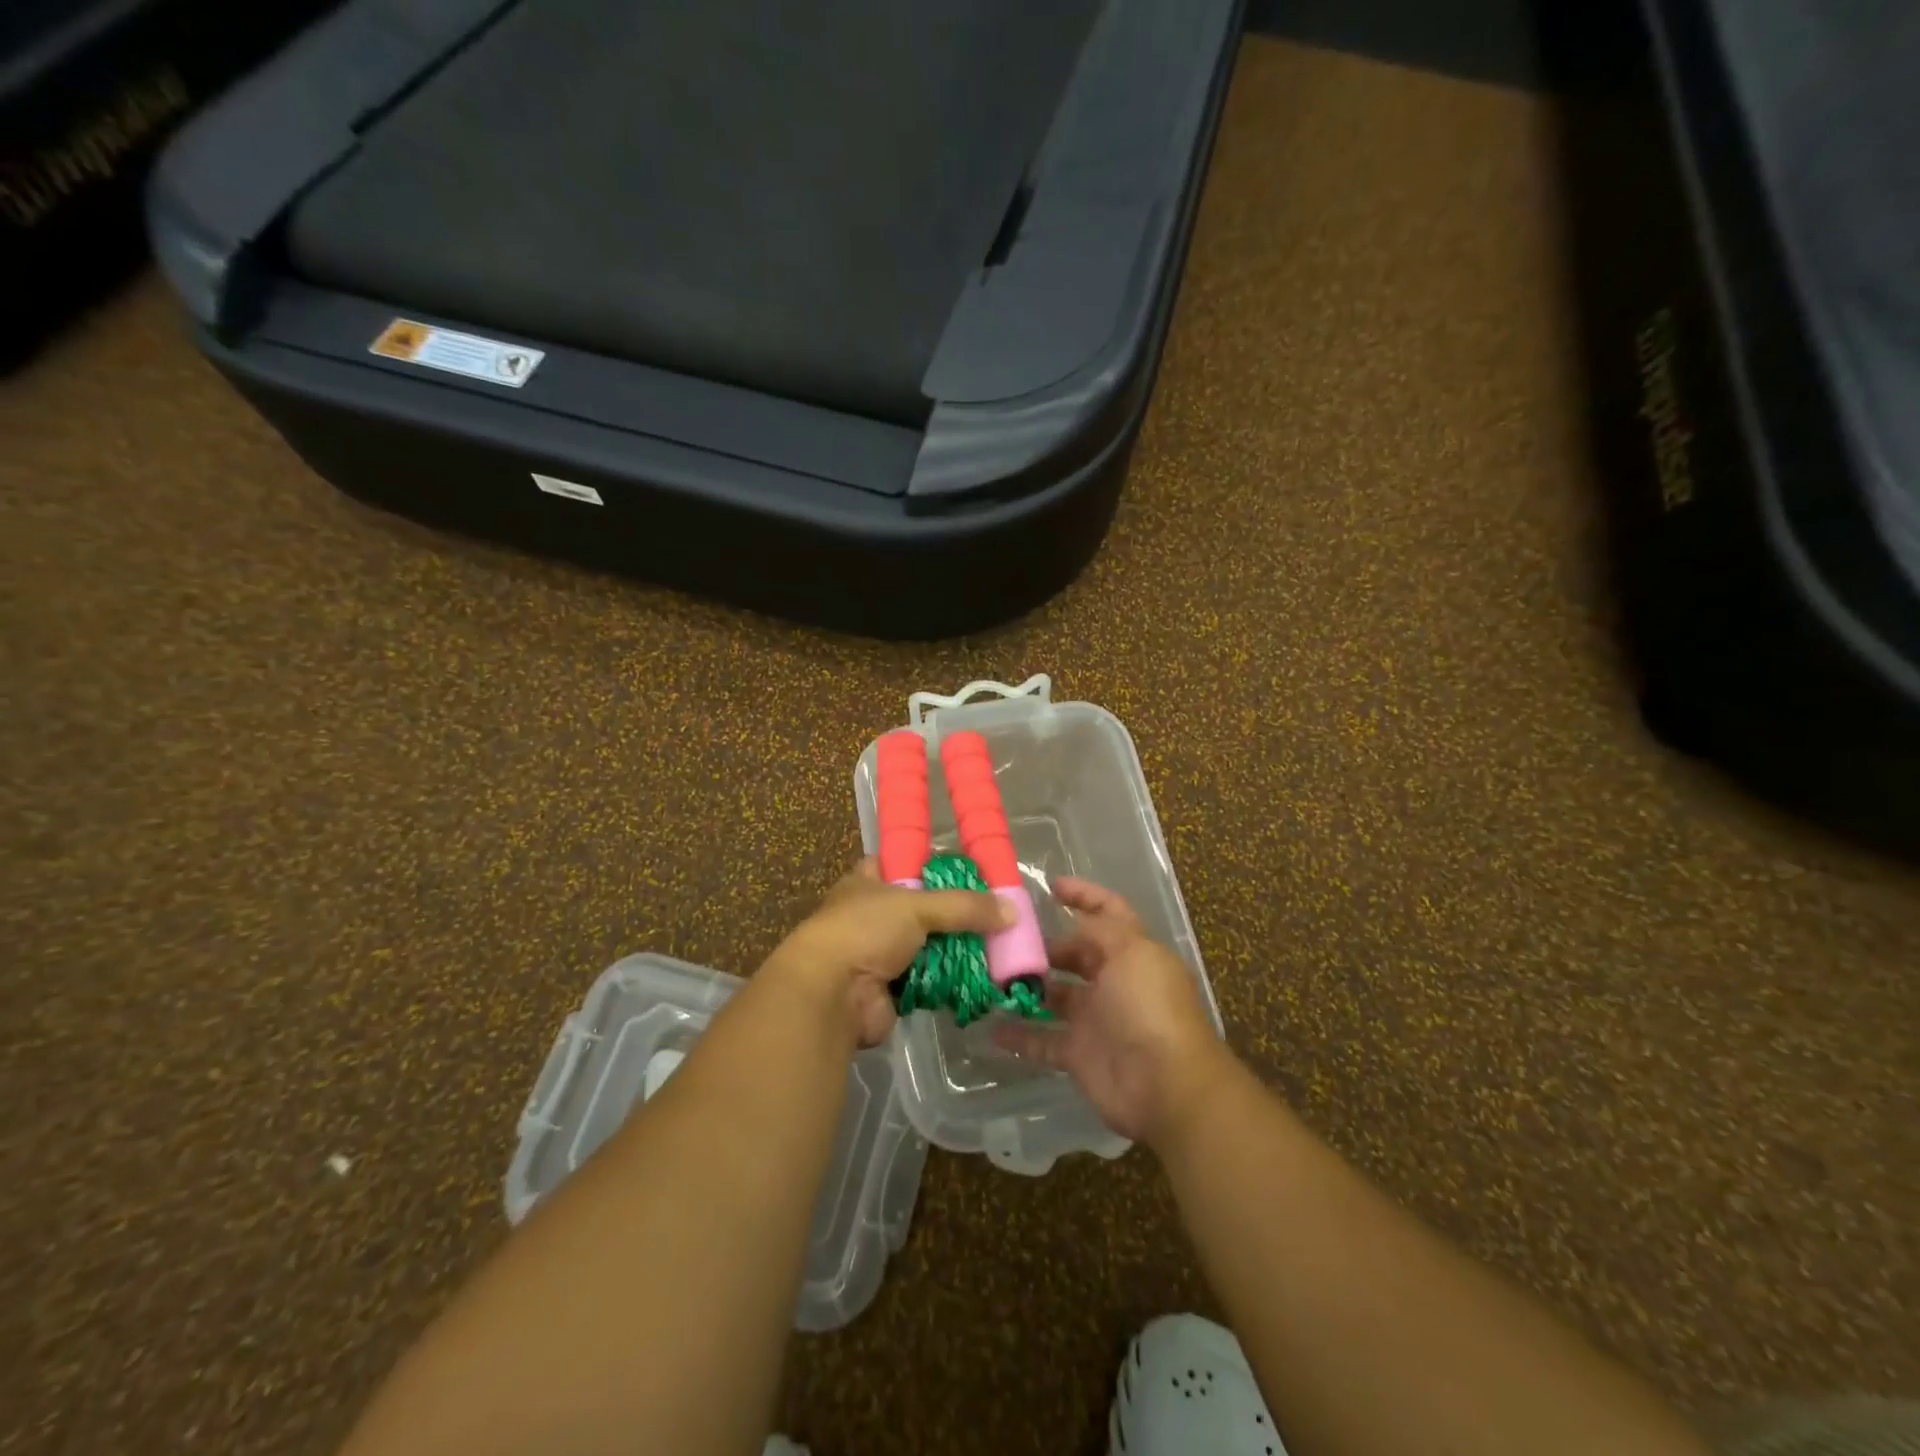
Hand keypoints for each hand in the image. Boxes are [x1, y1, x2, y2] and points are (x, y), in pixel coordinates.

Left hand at [763, 859, 1012, 1048]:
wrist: (830, 996)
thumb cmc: (864, 931)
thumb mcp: (916, 905)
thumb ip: (964, 906)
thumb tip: (1012, 911)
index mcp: (868, 882)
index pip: (904, 864)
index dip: (935, 865)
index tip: (973, 871)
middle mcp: (873, 914)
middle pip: (924, 908)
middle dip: (956, 914)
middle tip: (997, 914)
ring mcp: (881, 953)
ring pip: (929, 945)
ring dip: (957, 950)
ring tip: (999, 946)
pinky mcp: (892, 989)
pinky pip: (930, 979)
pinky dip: (951, 980)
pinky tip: (982, 977)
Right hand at [993, 877, 1227, 1146]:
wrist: (1165, 1085)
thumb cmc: (1149, 1007)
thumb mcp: (1131, 952)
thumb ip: (1101, 930)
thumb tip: (1077, 922)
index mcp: (1132, 952)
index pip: (1109, 912)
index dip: (1084, 895)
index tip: (1050, 886)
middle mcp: (1114, 982)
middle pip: (1075, 955)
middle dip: (1044, 946)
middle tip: (1005, 939)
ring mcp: (1095, 1019)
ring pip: (1054, 996)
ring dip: (1026, 988)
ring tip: (989, 976)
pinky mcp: (1079, 1054)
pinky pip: (1042, 1040)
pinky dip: (1019, 1035)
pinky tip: (991, 1027)